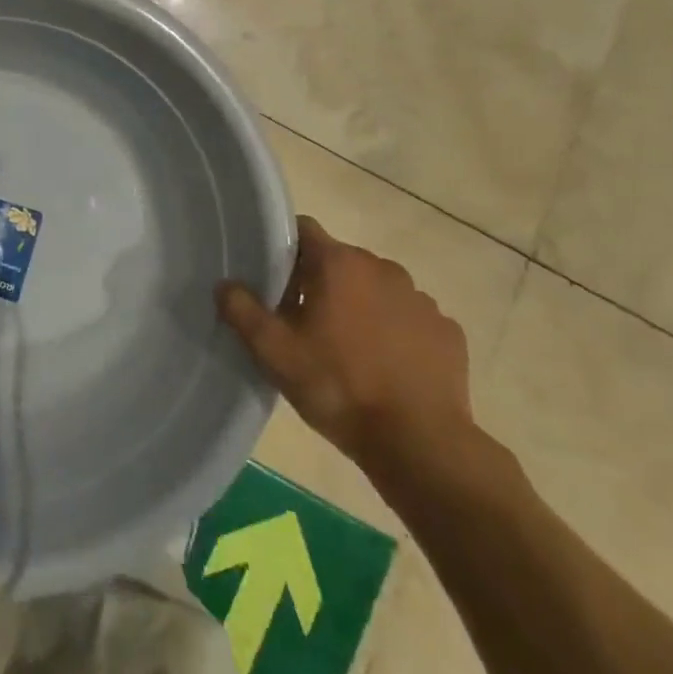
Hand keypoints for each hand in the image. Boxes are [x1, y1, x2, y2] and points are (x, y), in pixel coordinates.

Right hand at [217, 216, 474, 478]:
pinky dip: (396, 333)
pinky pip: (410, 319)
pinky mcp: (447, 332)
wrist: (420, 444)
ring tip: (348, 349)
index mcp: (339, 264)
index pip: (304, 229)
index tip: (274, 280)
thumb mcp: (275, 353)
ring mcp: (421, 299)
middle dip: (321, 283)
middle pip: (340, 261)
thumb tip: (225, 285)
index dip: (284, 249)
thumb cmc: (339, 388)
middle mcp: (383, 268)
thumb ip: (243, 312)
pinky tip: (387, 368)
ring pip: (377, 290)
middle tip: (304, 323)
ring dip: (360, 307)